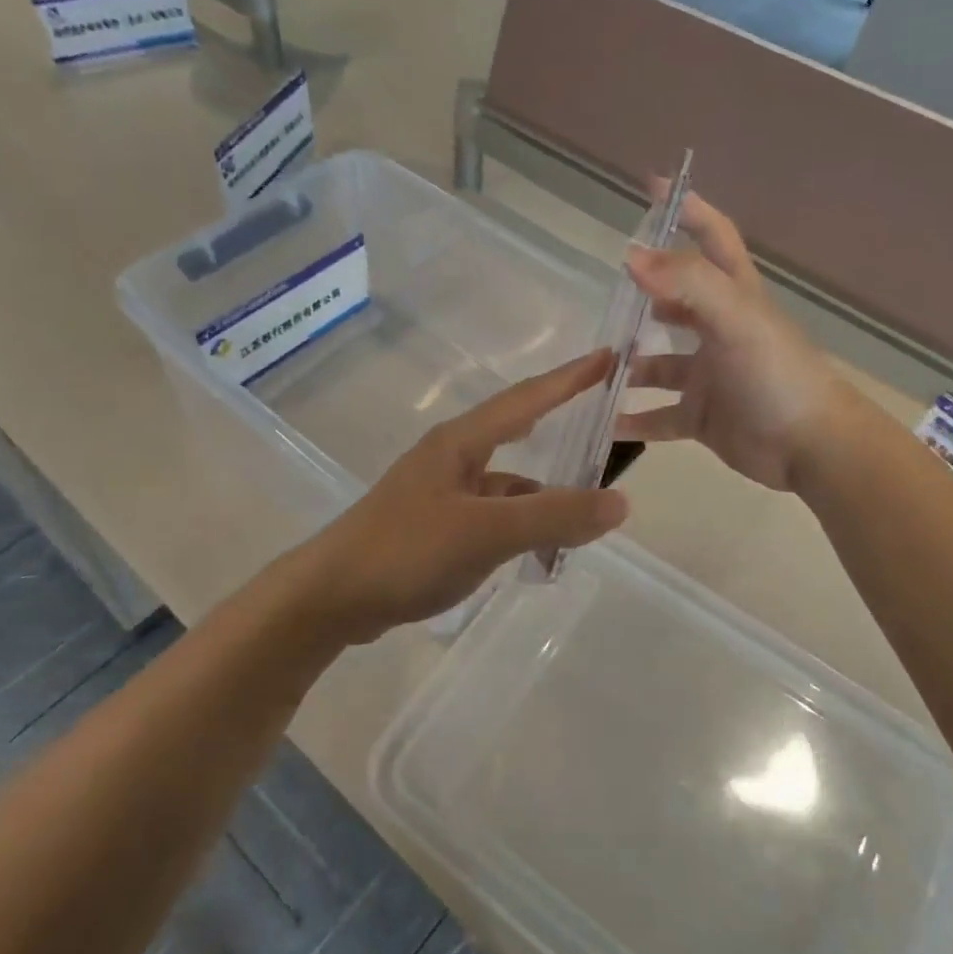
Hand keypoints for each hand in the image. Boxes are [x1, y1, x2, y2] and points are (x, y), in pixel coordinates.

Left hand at [300, 351, 629, 637]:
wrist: (332, 597)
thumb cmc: (406, 551)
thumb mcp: (485, 532)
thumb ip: (552, 516)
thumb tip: (620, 501)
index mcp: (461, 442)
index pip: (527, 398)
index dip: (570, 378)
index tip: (609, 356)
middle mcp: (452, 457)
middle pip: (518, 430)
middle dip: (561, 420)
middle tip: (605, 414)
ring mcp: (442, 492)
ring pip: (507, 482)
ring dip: (544, 492)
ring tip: (587, 507)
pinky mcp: (435, 525)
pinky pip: (493, 514)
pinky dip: (521, 524)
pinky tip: (539, 547)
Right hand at [618, 191, 842, 491]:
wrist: (811, 447)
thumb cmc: (776, 374)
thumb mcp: (735, 318)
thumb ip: (687, 283)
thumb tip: (632, 255)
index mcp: (735, 298)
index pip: (714, 239)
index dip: (689, 210)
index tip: (653, 187)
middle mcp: (720, 331)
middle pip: (678, 302)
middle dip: (644, 295)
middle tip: (605, 295)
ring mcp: (710, 376)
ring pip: (660, 364)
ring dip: (630, 364)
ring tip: (593, 365)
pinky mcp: (702, 416)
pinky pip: (660, 416)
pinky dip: (633, 419)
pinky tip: (603, 422)